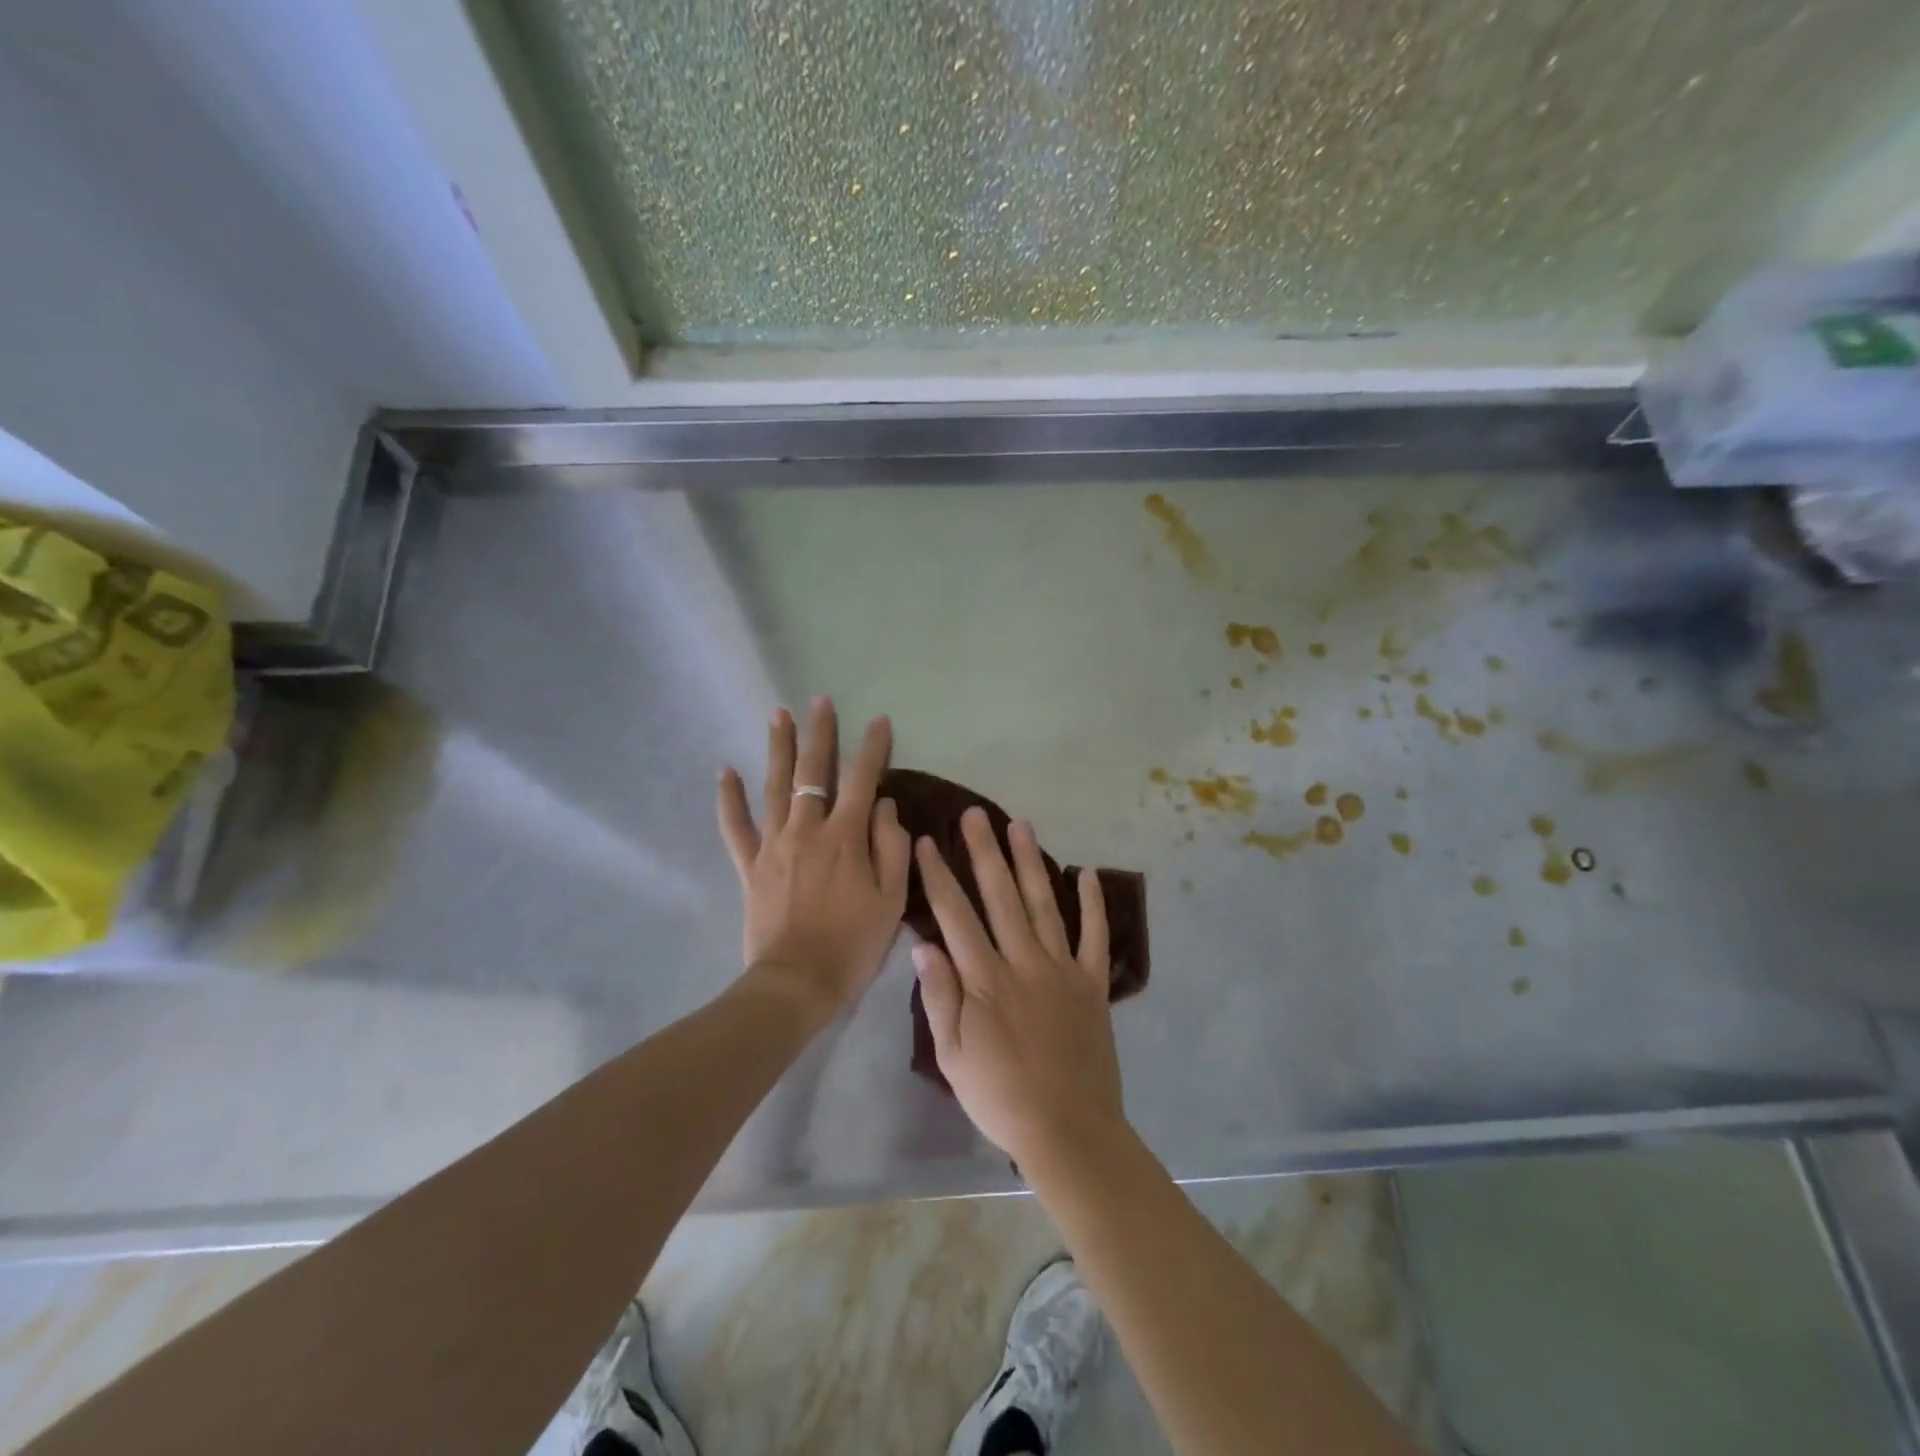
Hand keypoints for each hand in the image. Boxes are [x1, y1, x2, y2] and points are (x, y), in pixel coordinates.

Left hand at [717, 696, 909, 1013]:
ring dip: (777, 748)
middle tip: (819, 701)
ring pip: (774, 787)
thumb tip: (884, 806)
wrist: (798, 982)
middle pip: (812, 772)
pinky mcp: (750, 866)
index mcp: (846, 837)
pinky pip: (735, 827)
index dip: (872, 748)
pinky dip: (729, 799)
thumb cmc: (853, 943)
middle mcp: (807, 830)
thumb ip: (892, 847)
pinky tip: (725, 772)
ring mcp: (774, 845)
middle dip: (819, 734)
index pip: (862, 780)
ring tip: (778, 714)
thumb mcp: (891, 899)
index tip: (879, 721)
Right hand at [911, 808, 1126, 1166]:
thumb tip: (923, 944)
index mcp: (985, 979)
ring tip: (1021, 824)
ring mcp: (1062, 969)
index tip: (927, 842)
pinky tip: (1087, 873)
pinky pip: (1094, 936)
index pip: (956, 915)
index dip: (939, 876)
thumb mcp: (953, 1056)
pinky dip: (1094, 904)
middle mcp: (1023, 962)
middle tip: (974, 814)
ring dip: (1031, 862)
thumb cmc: (1001, 1097)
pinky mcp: (1092, 984)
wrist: (1069, 1131)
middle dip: (984, 852)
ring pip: (1044, 904)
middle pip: (1000, 896)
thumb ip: (940, 997)